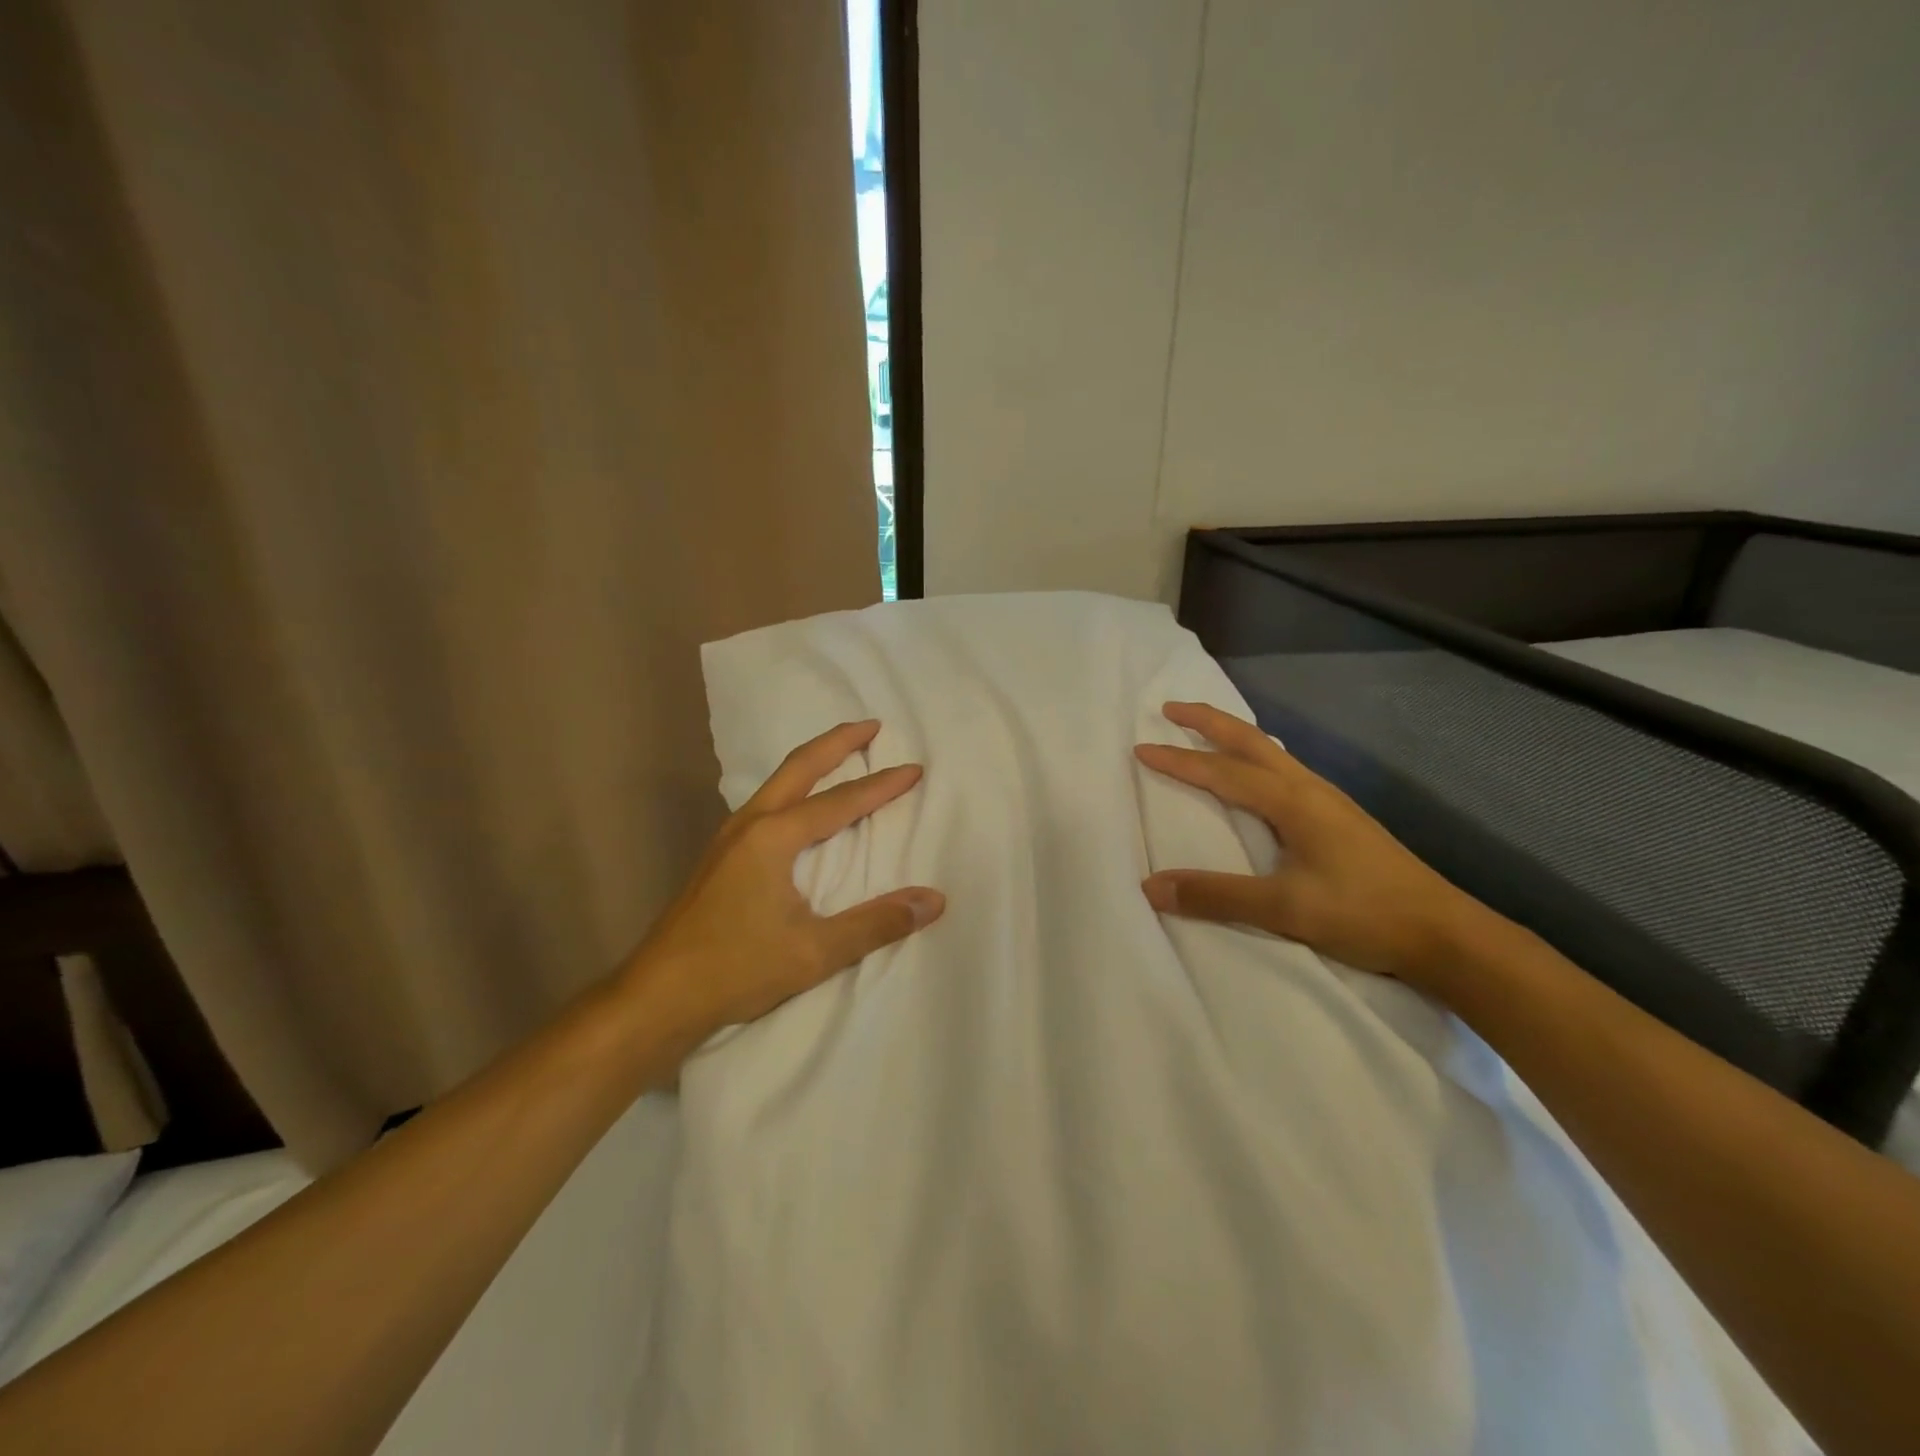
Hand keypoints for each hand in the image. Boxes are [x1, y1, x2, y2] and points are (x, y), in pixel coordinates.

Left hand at [622, 719, 943, 1037]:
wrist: (657, 996)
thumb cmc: (736, 969)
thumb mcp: (814, 952)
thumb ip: (876, 923)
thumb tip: (933, 901)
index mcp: (774, 837)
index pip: (840, 802)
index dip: (881, 785)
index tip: (914, 769)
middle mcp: (750, 824)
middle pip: (799, 767)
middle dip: (837, 742)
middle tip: (872, 726)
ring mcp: (728, 837)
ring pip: (778, 782)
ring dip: (812, 761)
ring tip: (841, 754)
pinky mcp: (719, 856)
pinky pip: (765, 802)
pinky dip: (794, 788)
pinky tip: (799, 807)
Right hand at [1134, 701, 1490, 987]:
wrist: (1444, 933)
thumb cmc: (1364, 914)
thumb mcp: (1285, 909)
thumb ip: (1217, 895)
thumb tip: (1151, 887)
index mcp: (1293, 802)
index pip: (1222, 772)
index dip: (1179, 759)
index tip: (1141, 747)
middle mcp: (1309, 789)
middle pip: (1251, 742)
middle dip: (1209, 721)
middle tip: (1171, 706)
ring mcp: (1329, 801)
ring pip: (1272, 753)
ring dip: (1235, 736)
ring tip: (1208, 733)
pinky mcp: (1339, 818)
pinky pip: (1286, 770)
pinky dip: (1258, 757)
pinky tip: (1259, 775)